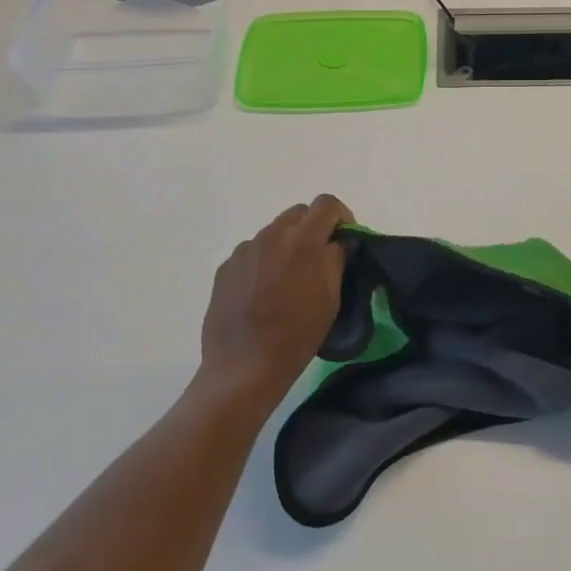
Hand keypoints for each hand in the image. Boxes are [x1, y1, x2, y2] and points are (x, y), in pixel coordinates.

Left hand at [201, 195, 353, 402]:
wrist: (244, 366)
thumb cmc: (297, 333)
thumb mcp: (330, 298)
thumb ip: (336, 259)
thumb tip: (338, 242)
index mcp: (303, 240)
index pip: (326, 204)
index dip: (341, 216)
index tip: (344, 239)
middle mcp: (271, 235)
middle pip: (298, 213)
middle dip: (313, 228)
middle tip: (319, 259)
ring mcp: (245, 250)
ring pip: (273, 232)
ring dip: (286, 245)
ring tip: (287, 279)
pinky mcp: (225, 268)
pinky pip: (251, 252)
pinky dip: (263, 262)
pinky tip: (263, 292)